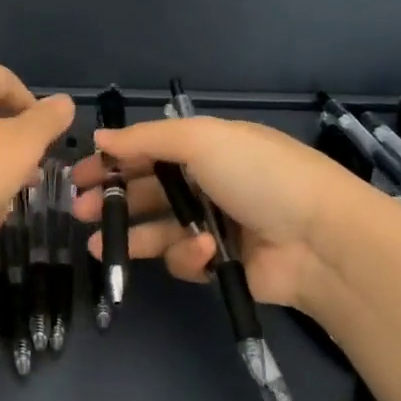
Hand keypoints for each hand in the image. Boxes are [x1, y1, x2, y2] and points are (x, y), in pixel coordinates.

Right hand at [69, 115, 392, 315]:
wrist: (320, 240)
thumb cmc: (259, 176)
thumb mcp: (202, 140)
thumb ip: (146, 139)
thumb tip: (101, 137)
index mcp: (209, 147)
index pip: (150, 151)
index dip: (114, 161)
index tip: (80, 174)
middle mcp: (209, 183)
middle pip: (148, 191)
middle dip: (114, 200)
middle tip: (79, 211)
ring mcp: (215, 225)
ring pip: (159, 229)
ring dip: (131, 235)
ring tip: (99, 247)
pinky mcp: (220, 263)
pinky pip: (185, 258)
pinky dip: (186, 255)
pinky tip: (198, 251)